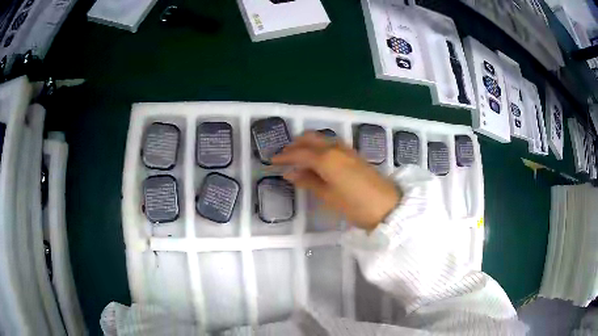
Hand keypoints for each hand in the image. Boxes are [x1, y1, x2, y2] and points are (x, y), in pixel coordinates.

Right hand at [272, 132, 400, 230]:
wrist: (388, 206)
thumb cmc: (355, 205)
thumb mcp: (328, 197)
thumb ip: (308, 182)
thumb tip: (290, 173)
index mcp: (326, 158)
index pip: (299, 153)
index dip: (284, 156)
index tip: (272, 160)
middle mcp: (335, 148)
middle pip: (310, 139)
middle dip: (295, 145)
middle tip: (284, 157)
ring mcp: (347, 150)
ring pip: (321, 140)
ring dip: (308, 145)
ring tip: (299, 159)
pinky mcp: (354, 155)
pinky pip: (331, 145)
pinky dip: (319, 148)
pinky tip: (318, 161)